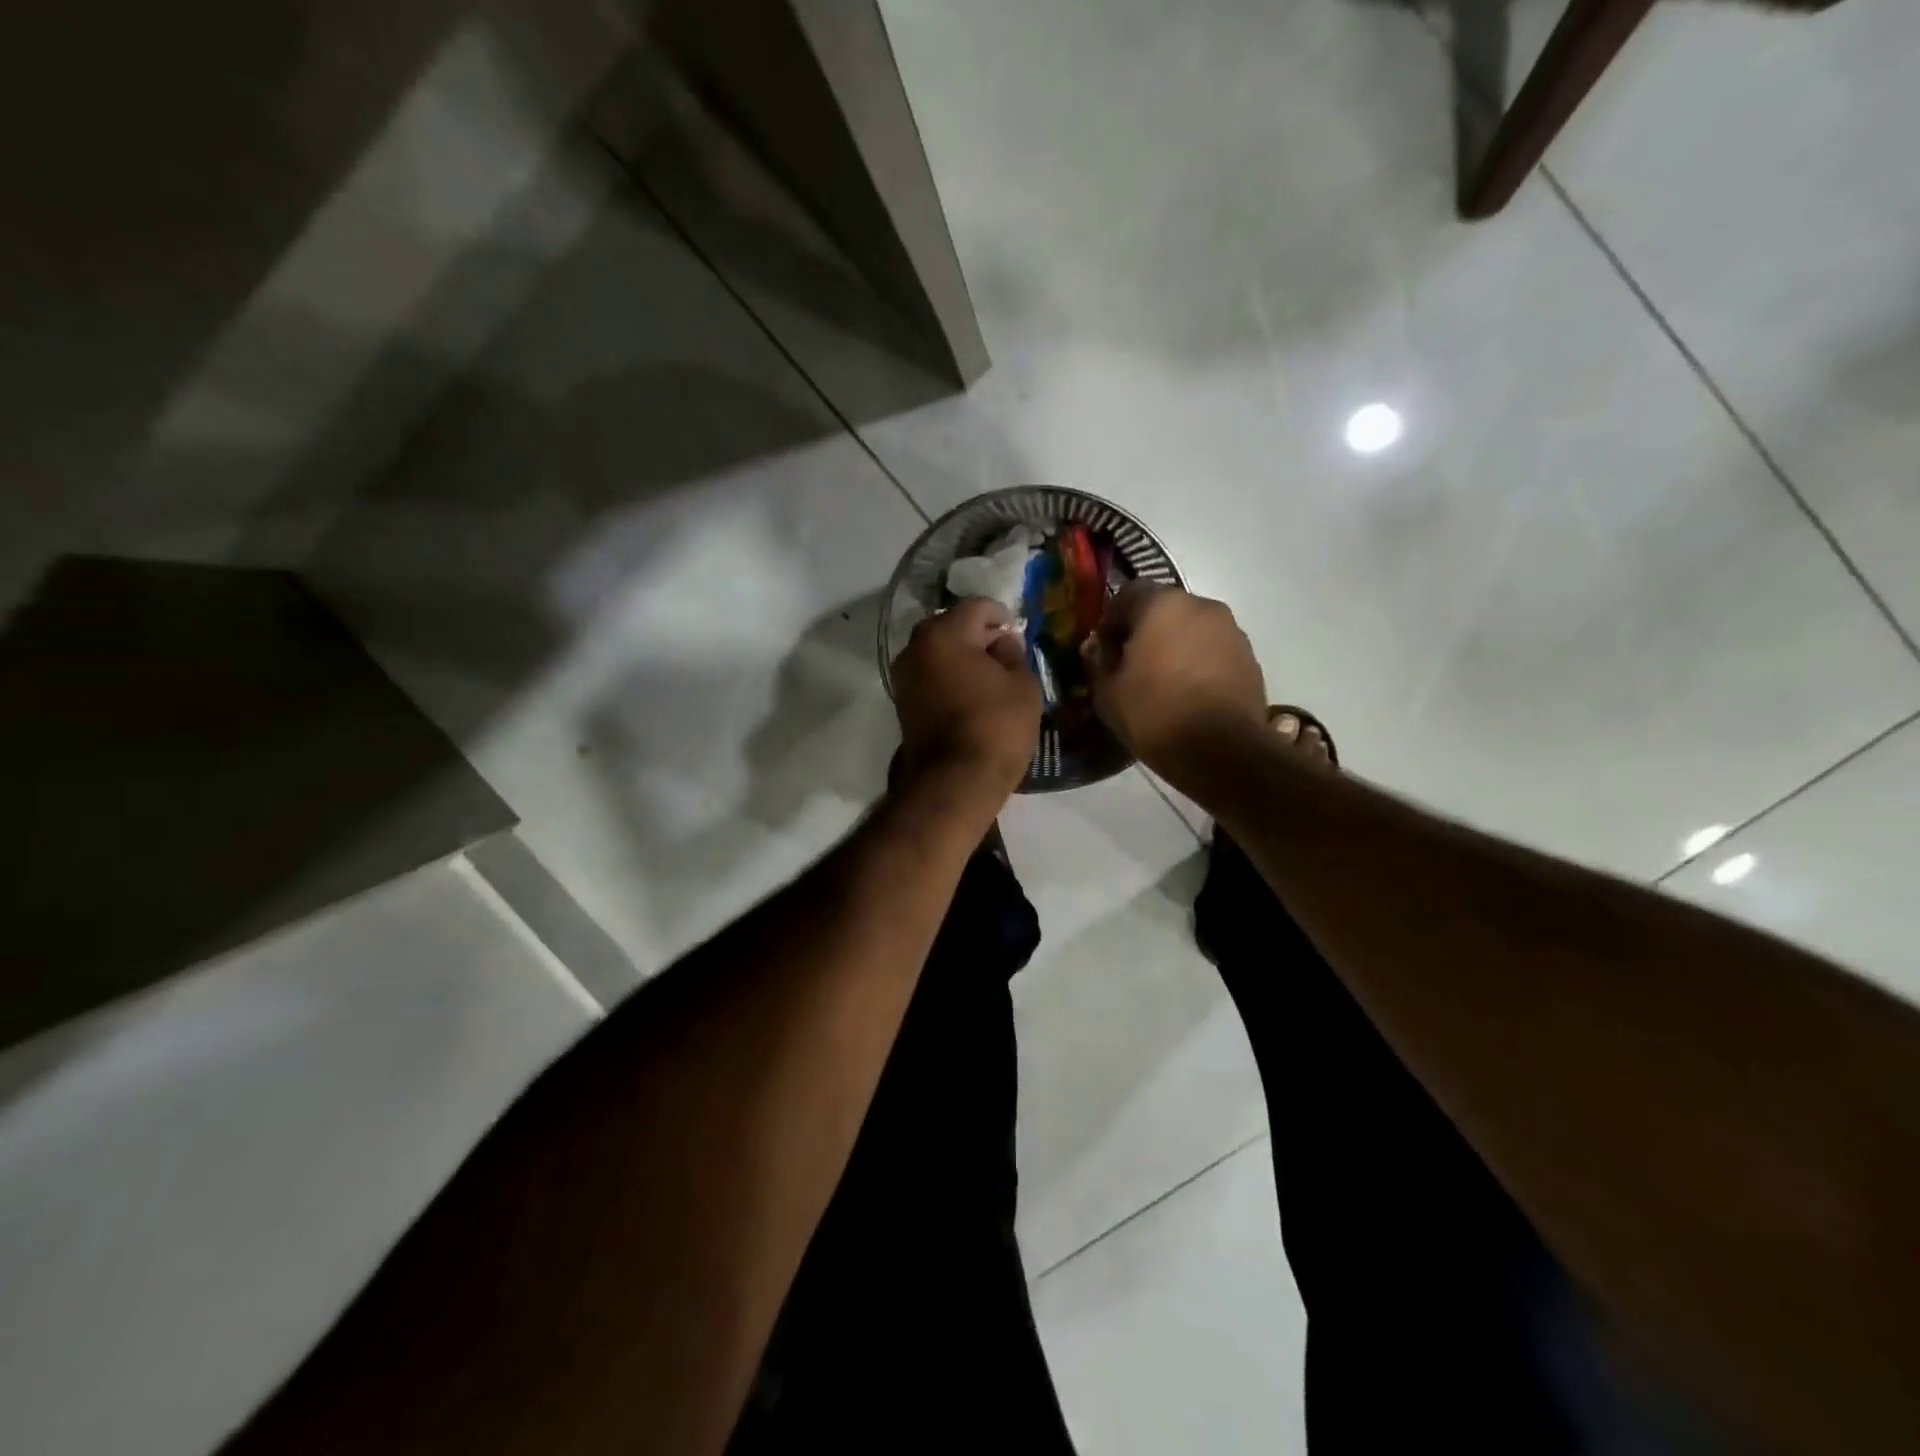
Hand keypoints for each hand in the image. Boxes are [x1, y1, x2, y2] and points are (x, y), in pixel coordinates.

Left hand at [891, 598, 1041, 804]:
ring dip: (960, 657)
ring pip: (937, 652)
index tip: (1015, 628)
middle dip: (977, 634)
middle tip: (1003, 652)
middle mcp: (915, 647)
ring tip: (988, 676)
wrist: (955, 781)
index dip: (1001, 614)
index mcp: (944, 633)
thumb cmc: (996, 725)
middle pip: (951, 627)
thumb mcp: (1023, 684)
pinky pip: (930, 676)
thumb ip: (1013, 653)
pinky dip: (948, 677)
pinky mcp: (903, 703)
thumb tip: (1001, 642)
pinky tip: (969, 693)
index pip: (976, 607)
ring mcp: (904, 676)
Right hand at [1081, 583, 1267, 773]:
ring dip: (1176, 646)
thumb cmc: (1154, 715)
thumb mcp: (1108, 692)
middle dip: (1146, 630)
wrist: (1222, 752)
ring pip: (1192, 629)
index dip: (1112, 619)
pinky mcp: (1250, 658)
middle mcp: (1202, 606)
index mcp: (1162, 605)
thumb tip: (1096, 645)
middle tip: (1132, 665)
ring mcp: (1231, 631)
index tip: (1105, 648)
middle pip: (1165, 609)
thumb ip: (1099, 661)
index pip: (1129, 593)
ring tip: (1163, 682)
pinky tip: (1189, 694)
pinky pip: (1214, 651)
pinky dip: (1199, 663)